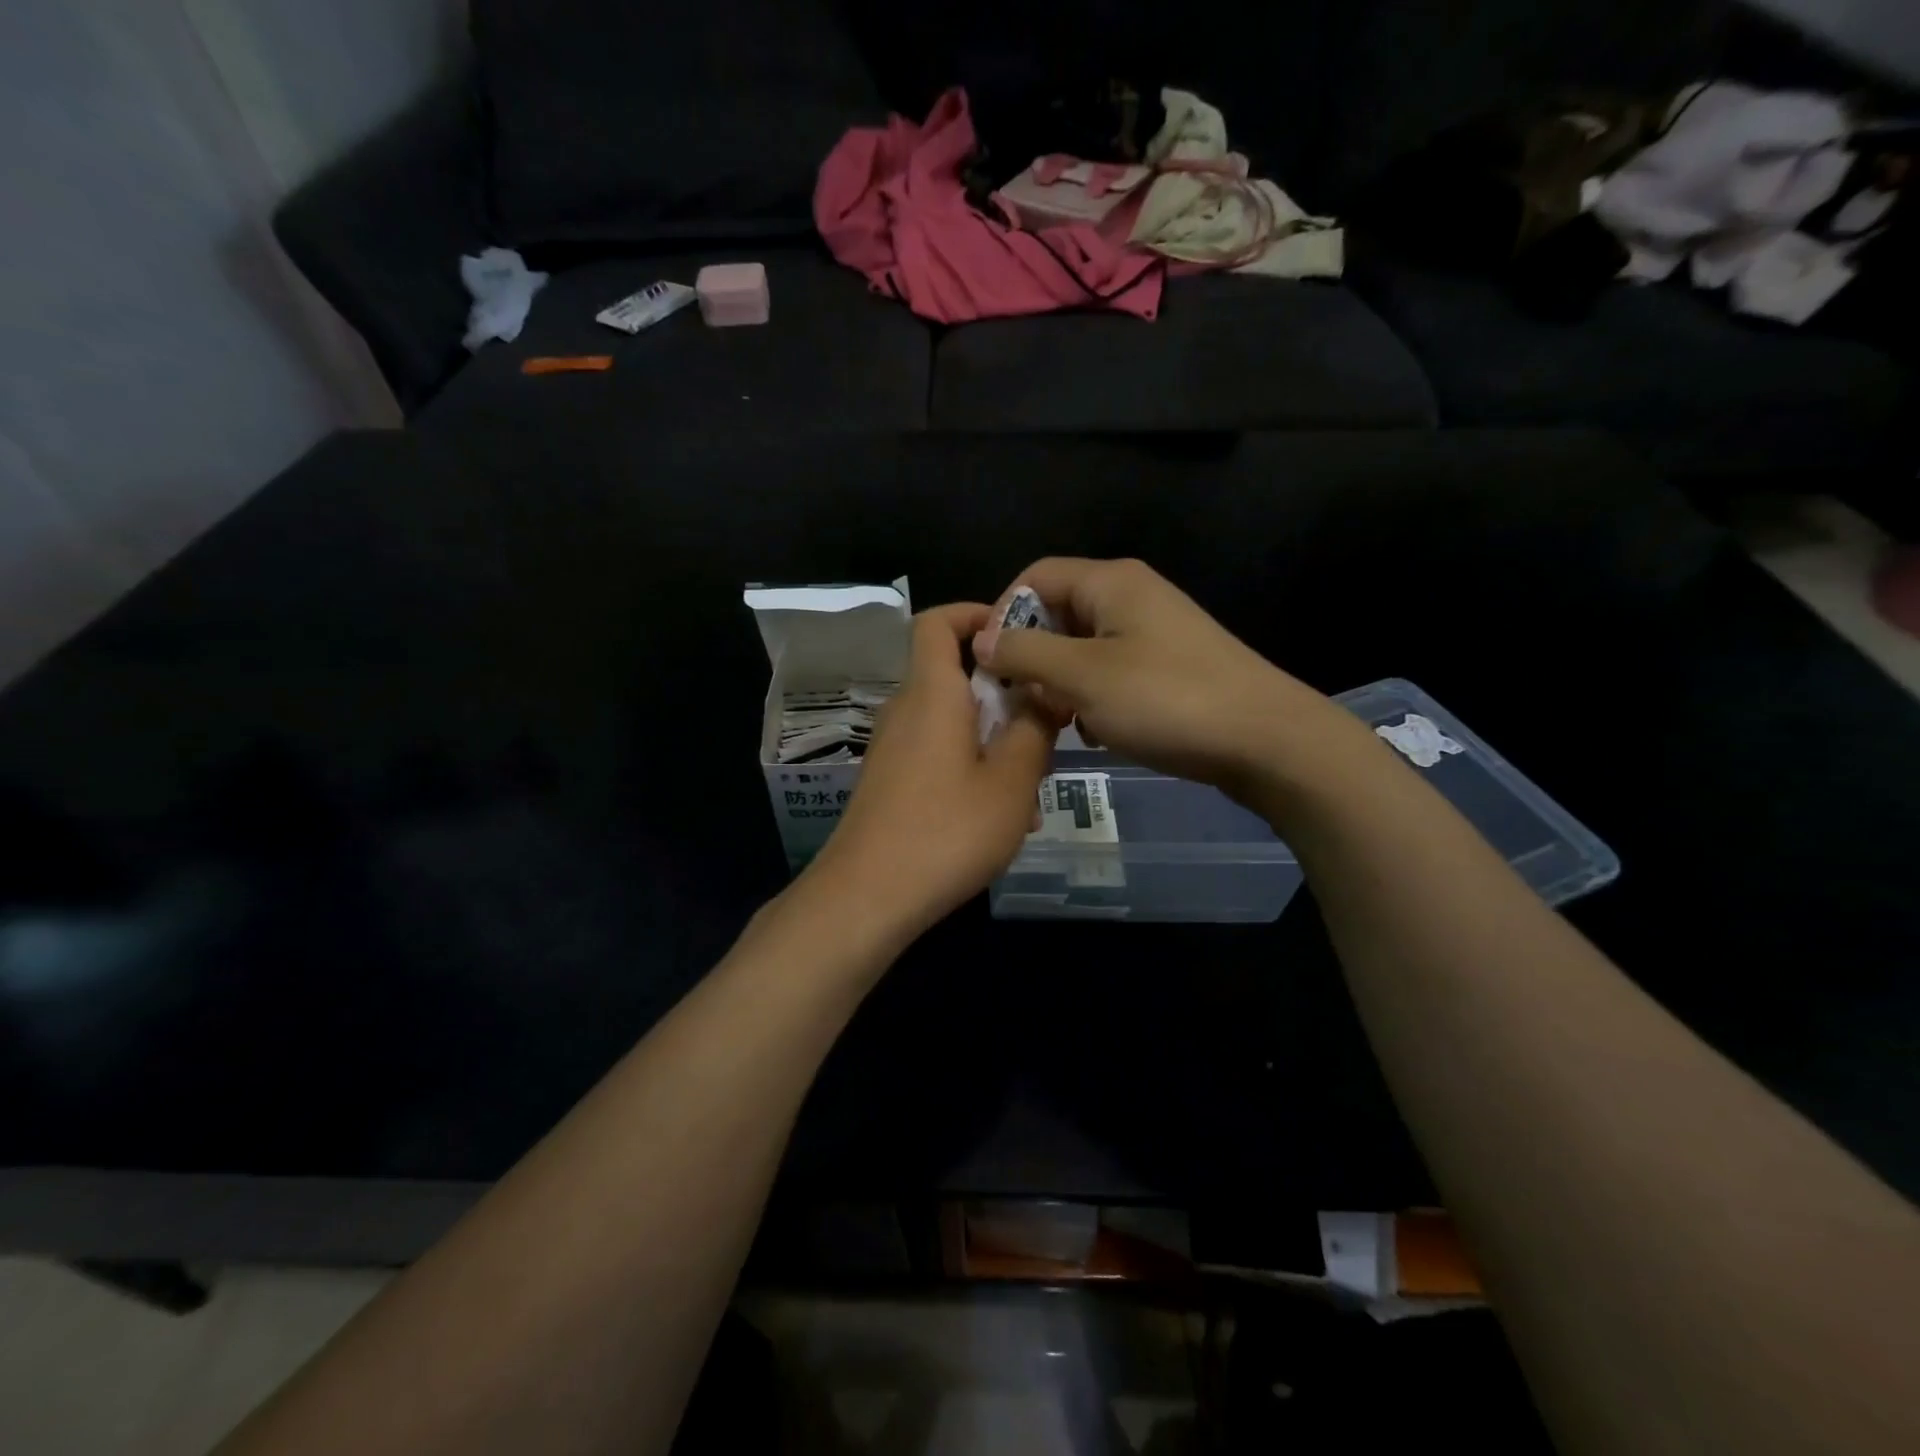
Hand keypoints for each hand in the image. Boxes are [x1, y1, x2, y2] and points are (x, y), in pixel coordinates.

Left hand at [807, 602, 1056, 943]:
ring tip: (1033, 787)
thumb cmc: (946, 831)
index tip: (1019, 637)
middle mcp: (905, 710)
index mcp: (932, 694)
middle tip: (1046, 726)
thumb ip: (1034, 730)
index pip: (937, 622)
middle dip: (1004, 693)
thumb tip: (1045, 694)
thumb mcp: (1011, 782)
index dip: (976, 614)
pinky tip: (1001, 817)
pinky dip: (972, 768)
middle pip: (955, 676)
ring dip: (995, 741)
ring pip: (953, 723)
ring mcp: (893, 748)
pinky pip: (938, 756)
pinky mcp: (889, 782)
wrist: (867, 897)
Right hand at [974, 558, 1353, 796]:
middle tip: (1022, 700)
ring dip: (1060, 683)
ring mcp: (1153, 632)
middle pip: (1057, 612)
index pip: (1034, 577)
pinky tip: (1096, 730)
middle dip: (1032, 656)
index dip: (1001, 614)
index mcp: (1110, 581)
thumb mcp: (1082, 676)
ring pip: (1081, 648)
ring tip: (1059, 721)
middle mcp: (1131, 596)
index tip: (988, 664)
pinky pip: (1111, 672)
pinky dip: (1093, 697)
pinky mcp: (1168, 667)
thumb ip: (1024, 652)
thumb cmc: (1166, 700)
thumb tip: (979, 638)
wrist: (1266, 741)